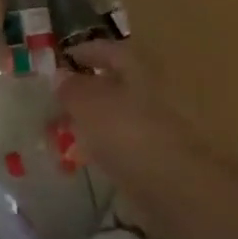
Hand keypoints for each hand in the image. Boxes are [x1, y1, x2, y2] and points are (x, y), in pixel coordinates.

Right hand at [55, 39, 223, 197]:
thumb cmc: (128, 133)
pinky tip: (93, 154)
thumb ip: (71, 87)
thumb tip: (61, 76)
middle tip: (61, 99)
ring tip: (71, 129)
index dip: (83, 52)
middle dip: (90, 89)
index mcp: (140, 67)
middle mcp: (158, 89)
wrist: (177, 188)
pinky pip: (131, 140)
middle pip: (119, 82)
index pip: (109, 49)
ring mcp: (165, 124)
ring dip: (99, 118)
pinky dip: (111, 143)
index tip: (61, 60)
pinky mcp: (165, 156)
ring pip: (124, 113)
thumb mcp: (87, 104)